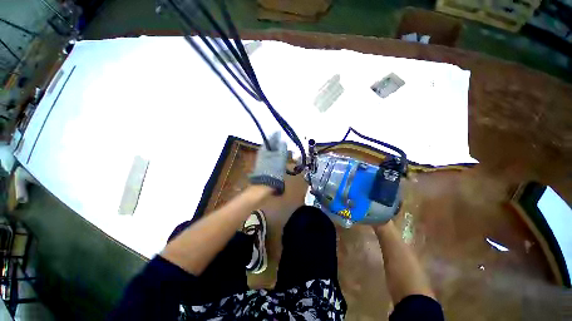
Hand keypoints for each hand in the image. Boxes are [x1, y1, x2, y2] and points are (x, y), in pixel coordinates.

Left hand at [249, 132, 287, 194]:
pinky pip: (273, 158)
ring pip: (273, 152)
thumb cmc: (273, 169)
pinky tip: (284, 159)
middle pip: (272, 145)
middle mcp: (263, 153)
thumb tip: (283, 140)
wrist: (266, 184)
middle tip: (287, 143)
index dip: (277, 135)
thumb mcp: (280, 156)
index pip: (271, 138)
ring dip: (281, 151)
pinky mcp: (266, 166)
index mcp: (264, 149)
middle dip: (280, 144)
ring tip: (288, 152)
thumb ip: (282, 147)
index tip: (281, 132)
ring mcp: (264, 160)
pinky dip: (279, 157)